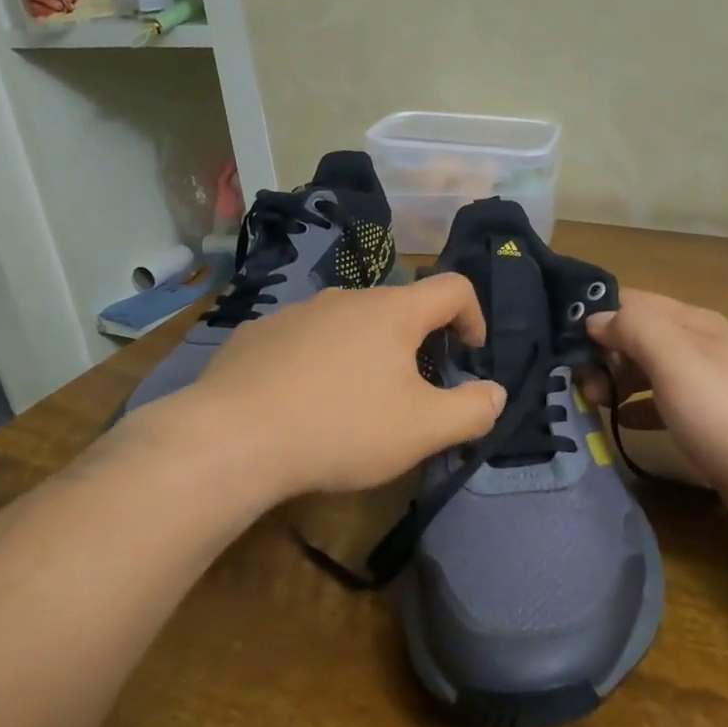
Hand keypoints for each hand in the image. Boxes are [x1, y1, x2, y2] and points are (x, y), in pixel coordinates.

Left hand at [156, 275, 505, 499]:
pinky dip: (320, 362)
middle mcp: (346, 298)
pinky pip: (306, 340)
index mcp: (393, 311)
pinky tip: (304, 404)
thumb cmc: (342, 427)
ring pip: (349, 324)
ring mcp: (296, 312)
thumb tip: (495, 393)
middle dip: (419, 344)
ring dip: (367, 353)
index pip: (453, 287)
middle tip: (414, 392)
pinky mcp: (258, 334)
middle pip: (399, 308)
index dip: (475, 316)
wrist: (232, 438)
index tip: (470, 355)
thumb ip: (472, 410)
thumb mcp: (423, 430)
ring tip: (356, 403)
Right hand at [584, 289, 727, 545]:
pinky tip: (620, 424)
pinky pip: (662, 403)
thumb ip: (634, 329)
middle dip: (602, 352)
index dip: (595, 315)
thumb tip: (596, 318)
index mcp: (692, 323)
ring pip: (648, 369)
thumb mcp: (677, 361)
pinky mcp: (712, 422)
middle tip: (577, 385)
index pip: (631, 301)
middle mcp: (700, 346)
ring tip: (589, 402)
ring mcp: (708, 385)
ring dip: (616, 380)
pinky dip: (637, 408)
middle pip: (637, 335)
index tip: (560, 343)